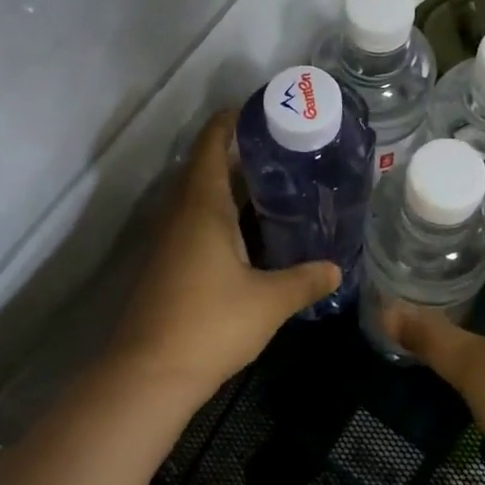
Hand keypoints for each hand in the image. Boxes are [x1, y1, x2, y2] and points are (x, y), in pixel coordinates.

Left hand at [110, 111, 340, 402]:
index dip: (231, 121)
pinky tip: (252, 234)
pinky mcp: (167, 264)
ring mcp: (169, 239)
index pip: (211, 143)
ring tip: (278, 187)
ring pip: (201, 197)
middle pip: (207, 166)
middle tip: (287, 151)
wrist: (148, 374)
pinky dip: (223, 215)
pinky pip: (197, 222)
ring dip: (233, 187)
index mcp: (202, 205)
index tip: (263, 111)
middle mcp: (180, 213)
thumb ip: (305, 281)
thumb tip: (336, 269)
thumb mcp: (268, 301)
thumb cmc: (210, 324)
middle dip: (242, 154)